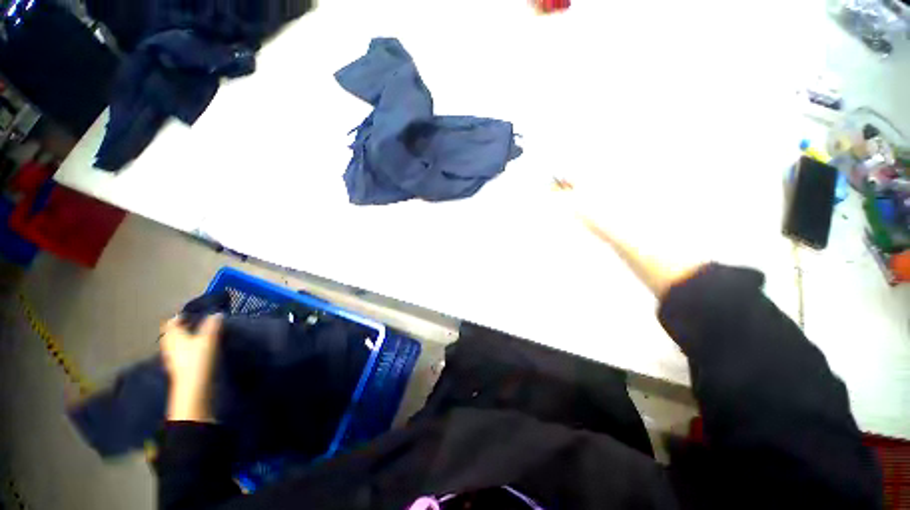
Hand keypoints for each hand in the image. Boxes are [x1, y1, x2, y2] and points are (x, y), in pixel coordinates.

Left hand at [160, 314, 221, 422]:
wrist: (193, 387)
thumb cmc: (198, 359)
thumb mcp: (208, 339)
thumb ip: (213, 325)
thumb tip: (217, 313)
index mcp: (174, 336)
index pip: (171, 323)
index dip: (178, 317)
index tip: (189, 314)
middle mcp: (170, 346)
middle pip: (171, 334)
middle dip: (180, 328)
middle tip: (193, 323)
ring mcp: (173, 358)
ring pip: (175, 344)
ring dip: (183, 339)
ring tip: (195, 336)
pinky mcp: (179, 367)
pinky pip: (180, 353)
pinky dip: (186, 349)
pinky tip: (195, 351)